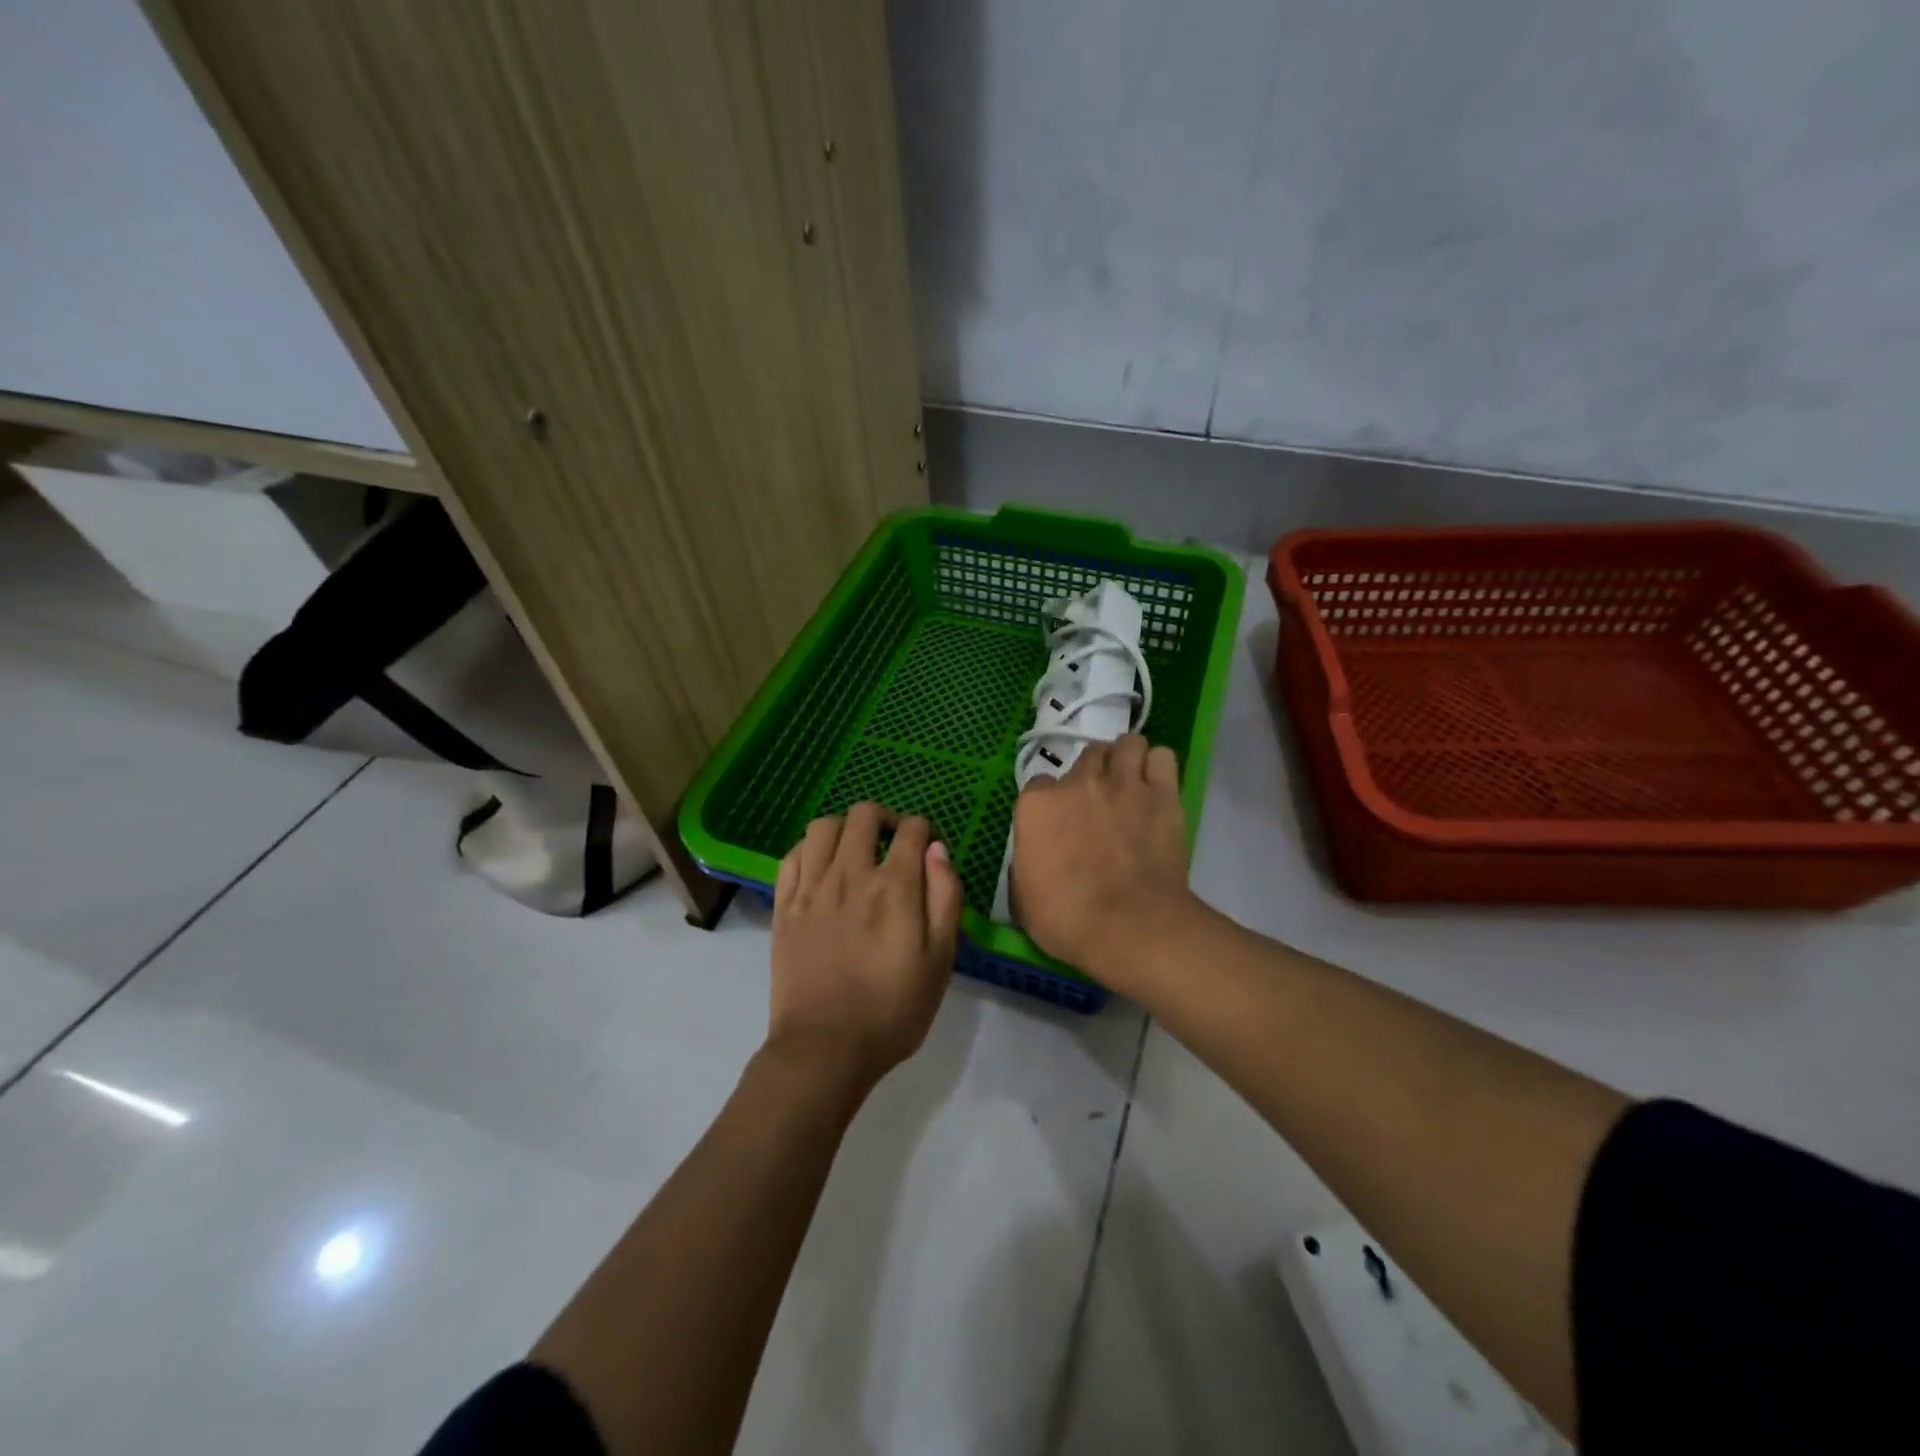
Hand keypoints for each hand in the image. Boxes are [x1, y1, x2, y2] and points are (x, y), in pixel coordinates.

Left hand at [769, 803, 963, 1086]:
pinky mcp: (783, 905)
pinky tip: (821, 867)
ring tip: (855, 851)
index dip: (924, 830)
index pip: (911, 830)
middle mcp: (850, 875)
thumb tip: (937, 849)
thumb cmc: (892, 1010)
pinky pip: (792, 855)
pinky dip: (810, 849)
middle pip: (864, 815)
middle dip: (885, 818)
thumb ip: (945, 898)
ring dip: (845, 828)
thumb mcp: (940, 960)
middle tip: (892, 842)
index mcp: (894, 887)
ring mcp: (811, 888)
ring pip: (823, 826)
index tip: (927, 847)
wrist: (824, 1049)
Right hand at [1011, 735, 1197, 981]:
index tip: (1057, 823)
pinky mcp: (1163, 794)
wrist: (1130, 927)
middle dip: (1091, 774)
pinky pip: (1162, 757)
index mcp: (1037, 805)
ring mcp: (1123, 783)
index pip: (1038, 784)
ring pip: (1127, 744)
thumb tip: (1035, 855)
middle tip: (1097, 802)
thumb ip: (1026, 861)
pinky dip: (1158, 767)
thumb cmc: (1067, 919)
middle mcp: (1079, 783)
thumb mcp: (1022, 897)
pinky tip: (1156, 786)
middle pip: (1086, 756)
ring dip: (1126, 760)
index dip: (1049, 803)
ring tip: (1129, 783)